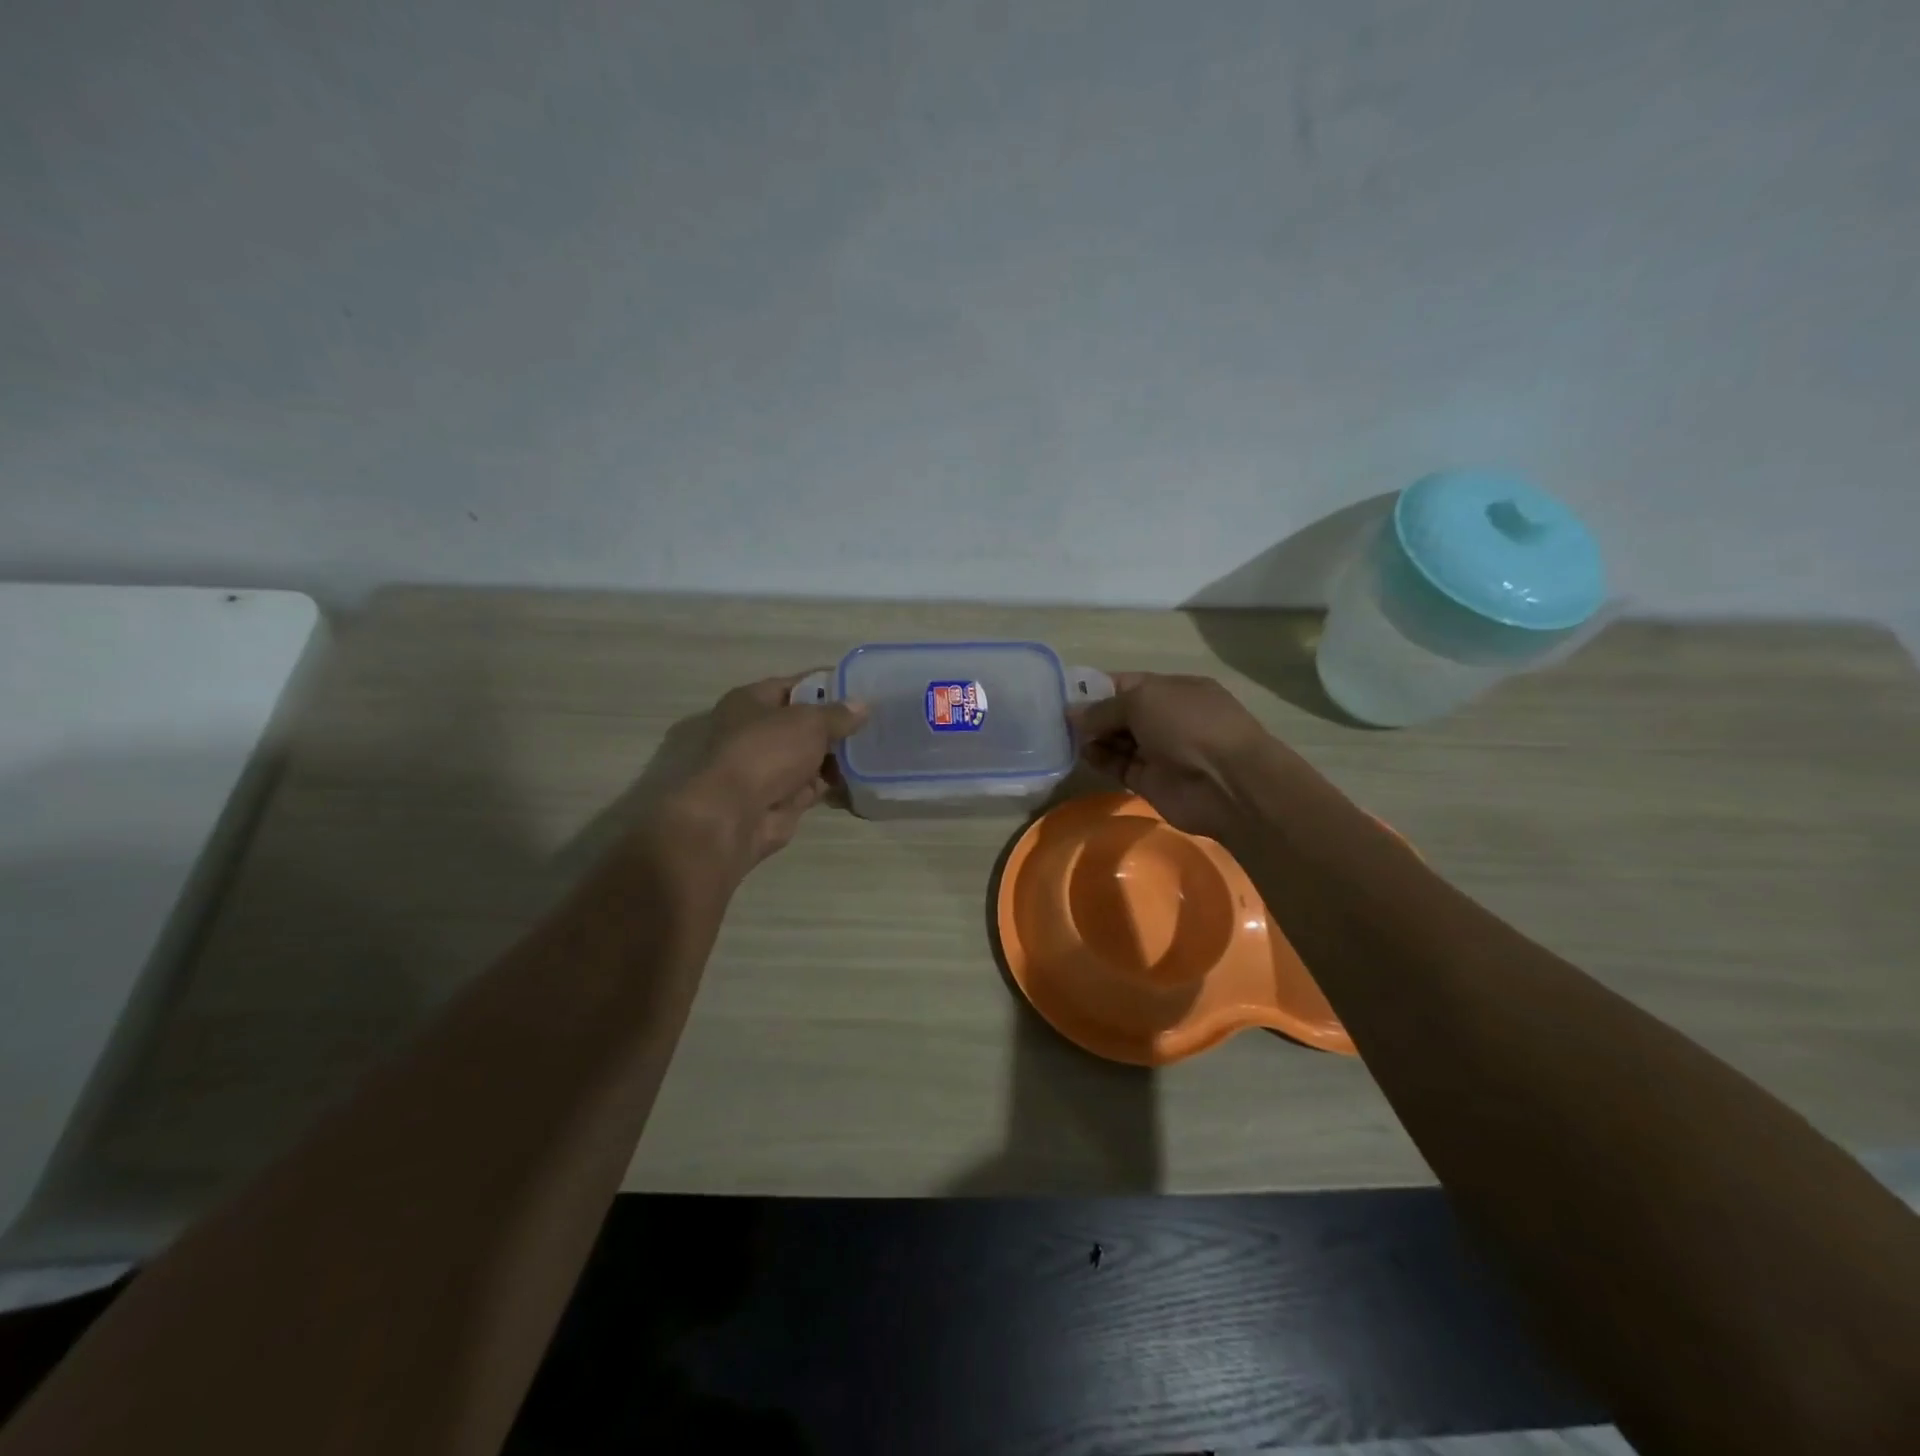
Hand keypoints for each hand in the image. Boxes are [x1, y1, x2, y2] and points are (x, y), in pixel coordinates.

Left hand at [647, 673, 866, 873]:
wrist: (733, 816)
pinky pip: (814, 787)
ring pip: (810, 757)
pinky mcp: (779, 799)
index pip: (794, 685)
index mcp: (750, 701)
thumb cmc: (766, 752)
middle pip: (803, 724)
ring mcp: (767, 768)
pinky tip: (865, 780)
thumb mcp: (809, 722)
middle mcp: (754, 732)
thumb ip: (838, 714)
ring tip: (877, 751)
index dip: (827, 685)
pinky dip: (835, 785)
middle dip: (836, 726)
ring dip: (838, 757)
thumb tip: (862, 706)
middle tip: (875, 723)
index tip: (861, 688)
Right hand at [1069, 672, 1300, 840]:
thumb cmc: (1189, 726)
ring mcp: (1158, 750)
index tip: (1063, 693)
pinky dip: (1099, 760)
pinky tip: (1081, 754)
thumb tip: (1072, 713)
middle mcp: (1165, 717)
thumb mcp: (1143, 701)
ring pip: (1116, 740)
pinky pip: (1118, 766)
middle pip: (1119, 713)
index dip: (1096, 687)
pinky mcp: (1149, 781)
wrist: (1227, 784)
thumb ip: (1104, 708)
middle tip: (1054, 717)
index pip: (1126, 683)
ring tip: (1061, 736)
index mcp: (1171, 689)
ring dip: (1092, 737)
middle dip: (1090, 714)